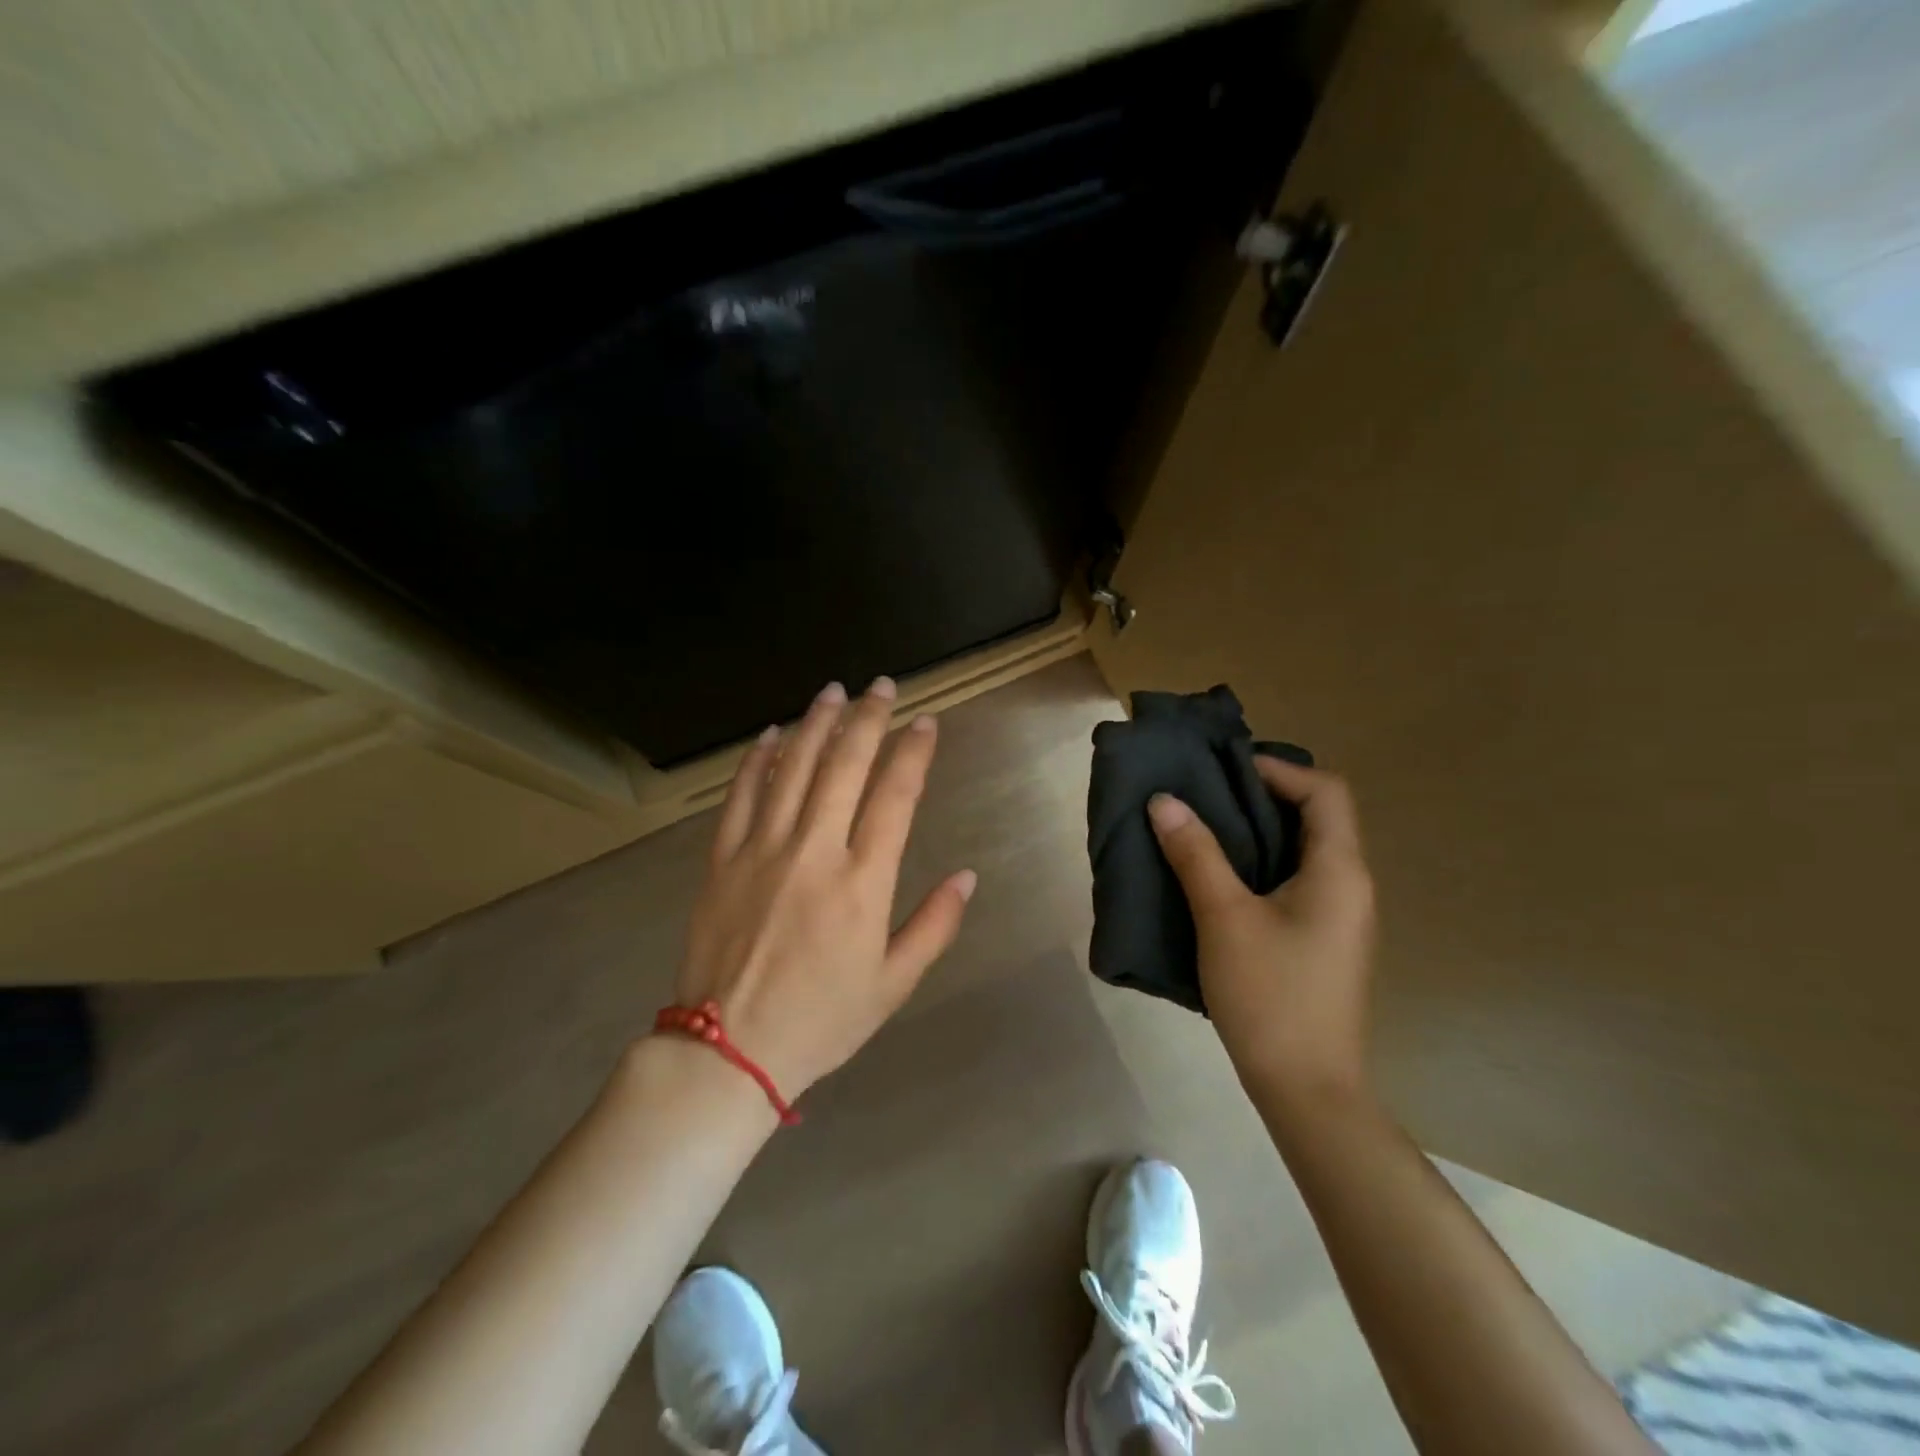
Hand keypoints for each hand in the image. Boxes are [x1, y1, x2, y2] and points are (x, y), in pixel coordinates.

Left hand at [674, 678, 975, 1099]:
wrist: (729, 1050)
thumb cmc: (822, 1019)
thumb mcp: (894, 984)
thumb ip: (934, 925)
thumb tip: (968, 875)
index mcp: (862, 883)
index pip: (894, 797)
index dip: (913, 753)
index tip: (925, 722)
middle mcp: (814, 852)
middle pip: (844, 767)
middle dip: (867, 719)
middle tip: (882, 685)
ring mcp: (762, 851)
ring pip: (792, 769)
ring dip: (815, 724)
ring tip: (833, 691)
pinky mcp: (722, 859)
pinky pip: (740, 797)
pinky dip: (756, 761)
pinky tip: (770, 736)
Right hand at [1148, 756, 1375, 1102]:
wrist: (1307, 1090)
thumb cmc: (1270, 995)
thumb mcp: (1224, 917)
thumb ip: (1196, 854)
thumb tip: (1165, 801)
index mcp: (1339, 871)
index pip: (1326, 792)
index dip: (1280, 769)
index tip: (1226, 771)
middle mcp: (1350, 886)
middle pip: (1317, 817)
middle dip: (1264, 796)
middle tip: (1207, 793)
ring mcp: (1340, 918)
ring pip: (1305, 852)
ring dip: (1260, 832)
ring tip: (1205, 828)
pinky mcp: (1322, 942)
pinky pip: (1297, 882)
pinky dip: (1262, 865)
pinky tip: (1220, 880)